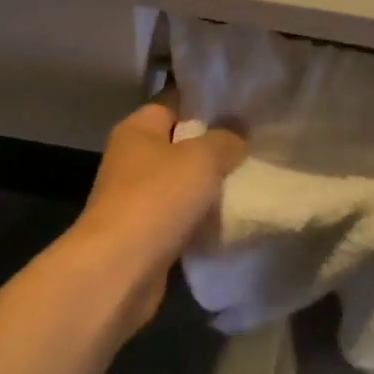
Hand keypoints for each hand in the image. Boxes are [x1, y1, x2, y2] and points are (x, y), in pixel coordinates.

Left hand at [68, 98, 246, 330]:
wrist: (120, 268)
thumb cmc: (157, 198)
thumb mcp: (201, 158)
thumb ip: (225, 139)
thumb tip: (238, 130)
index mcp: (137, 129)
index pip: (173, 104)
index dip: (205, 105)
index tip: (243, 110)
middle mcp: (132, 159)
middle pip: (179, 145)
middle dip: (213, 150)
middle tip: (254, 149)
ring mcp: (136, 198)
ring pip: (182, 184)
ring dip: (210, 188)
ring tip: (250, 183)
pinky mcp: (145, 233)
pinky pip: (181, 218)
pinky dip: (202, 221)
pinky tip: (232, 221)